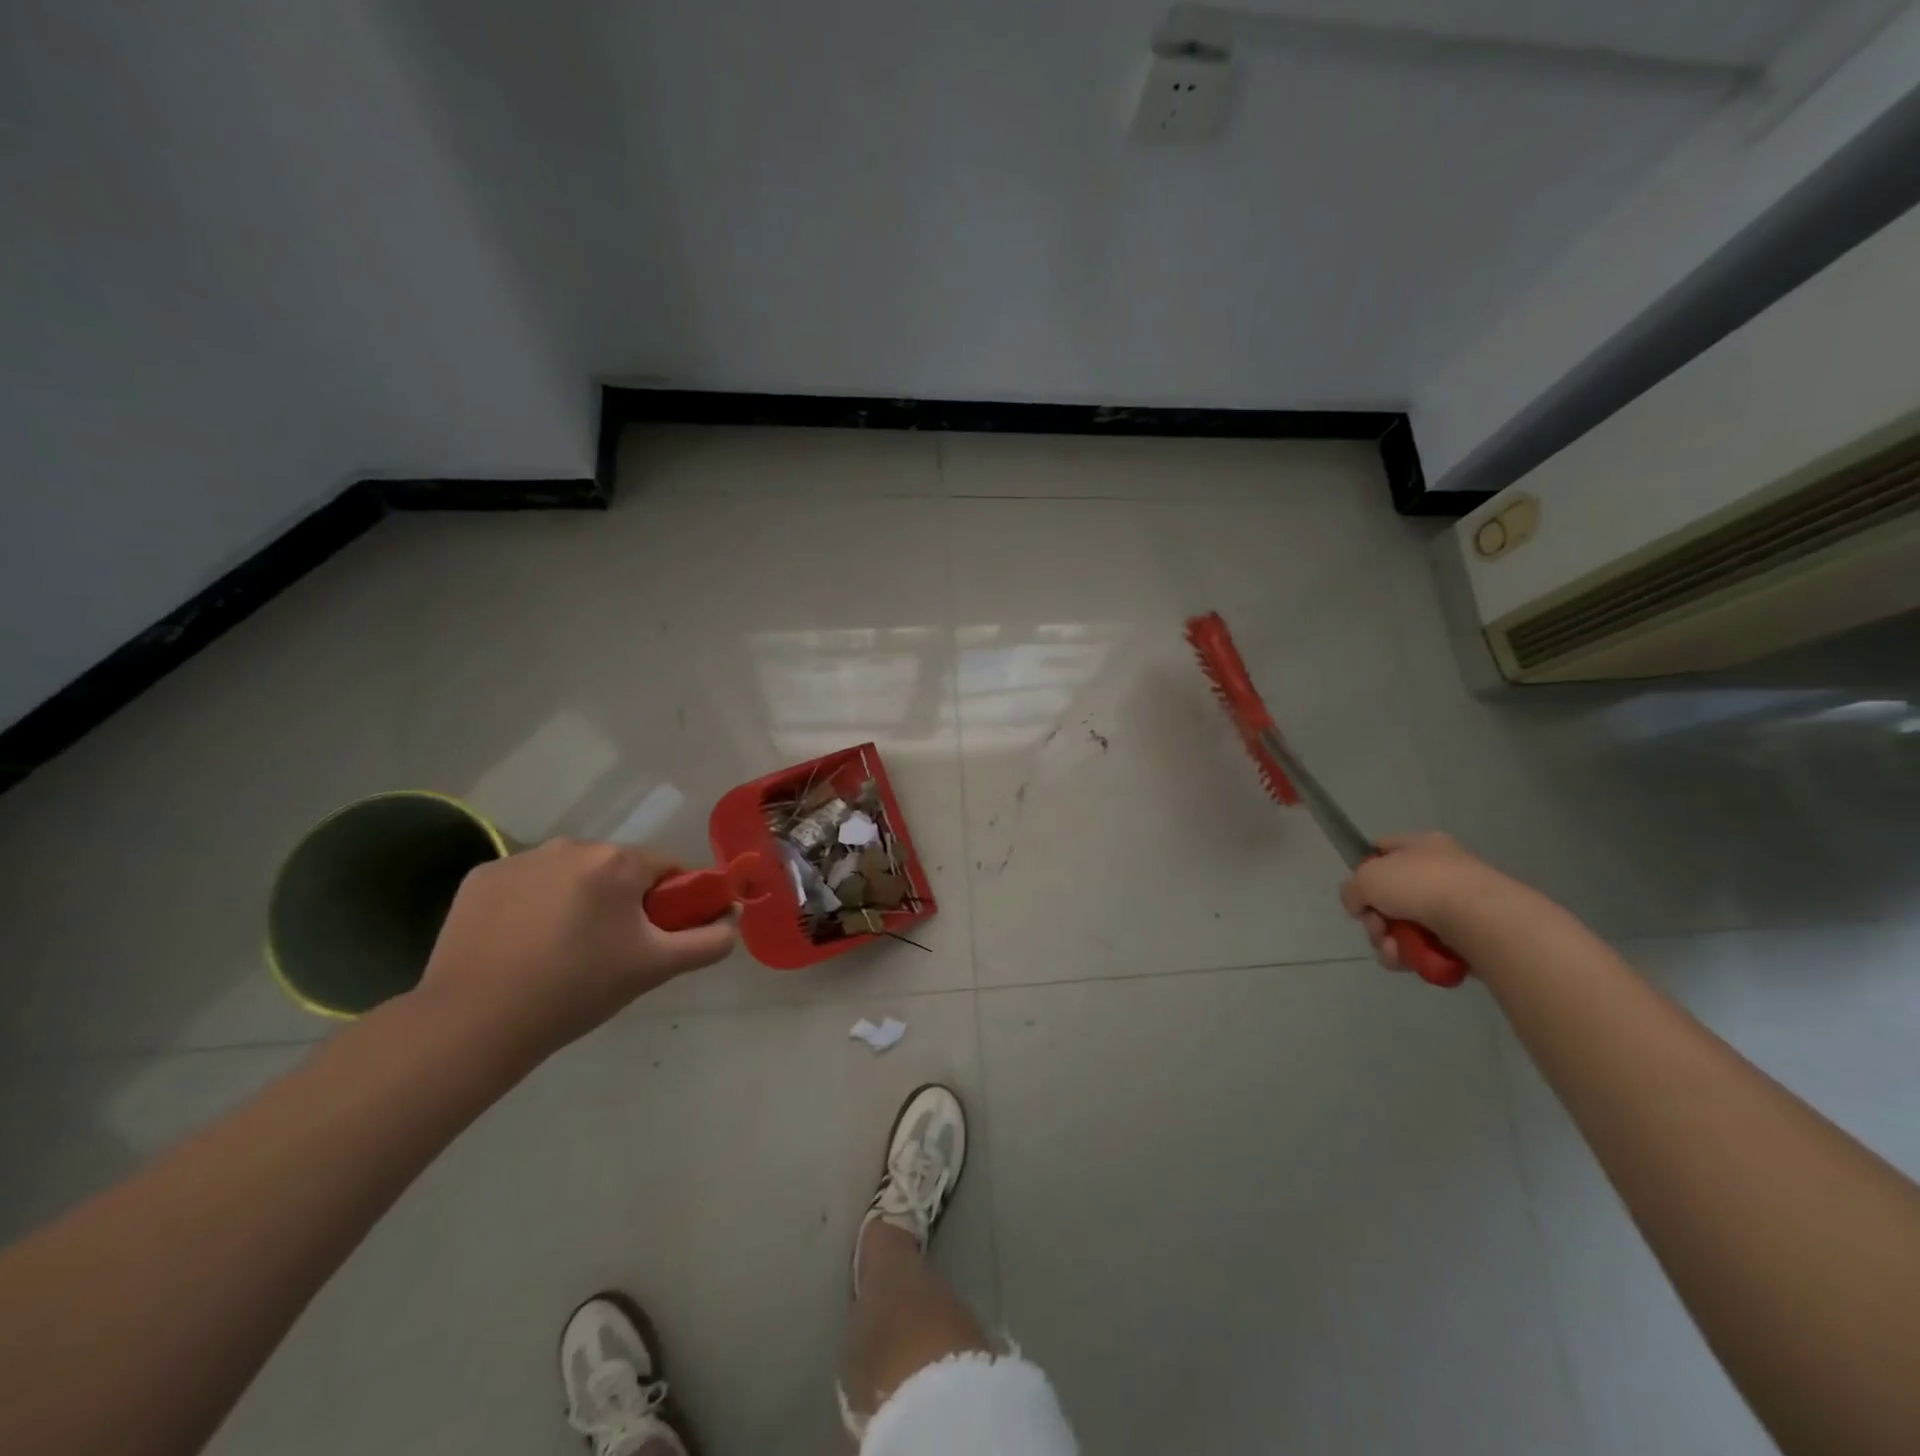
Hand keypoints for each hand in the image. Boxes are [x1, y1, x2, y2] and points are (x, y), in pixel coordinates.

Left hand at [416, 839, 735, 1058]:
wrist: (473, 1023)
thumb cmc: (576, 990)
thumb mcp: (655, 968)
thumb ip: (708, 941)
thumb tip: (731, 921)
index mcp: (617, 861)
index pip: (665, 869)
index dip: (669, 902)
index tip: (653, 939)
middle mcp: (571, 845)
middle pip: (616, 870)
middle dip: (621, 902)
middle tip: (608, 953)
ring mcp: (521, 859)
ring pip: (571, 875)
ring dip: (577, 901)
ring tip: (560, 953)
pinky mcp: (481, 877)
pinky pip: (526, 884)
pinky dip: (532, 905)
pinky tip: (521, 945)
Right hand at [1338, 832, 1536, 972]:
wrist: (1481, 920)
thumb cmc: (1420, 885)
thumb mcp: (1366, 879)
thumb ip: (1351, 890)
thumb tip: (1360, 907)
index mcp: (1421, 845)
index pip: (1383, 849)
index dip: (1364, 868)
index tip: (1359, 891)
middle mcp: (1441, 870)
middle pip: (1391, 896)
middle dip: (1376, 919)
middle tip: (1376, 928)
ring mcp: (1458, 905)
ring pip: (1406, 926)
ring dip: (1390, 942)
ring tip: (1393, 952)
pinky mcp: (1470, 937)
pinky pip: (1429, 947)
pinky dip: (1414, 956)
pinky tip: (1409, 961)